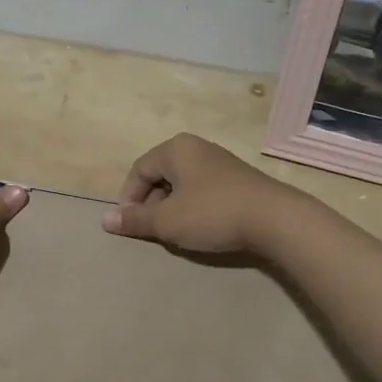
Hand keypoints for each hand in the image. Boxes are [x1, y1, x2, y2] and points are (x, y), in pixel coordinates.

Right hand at [101, 133, 301, 256]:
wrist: (275, 219)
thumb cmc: (213, 213)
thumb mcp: (168, 221)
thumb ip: (135, 220)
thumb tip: (105, 219)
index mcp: (175, 149)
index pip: (139, 170)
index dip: (129, 198)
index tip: (131, 226)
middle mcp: (196, 147)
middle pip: (160, 175)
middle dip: (152, 204)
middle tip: (153, 231)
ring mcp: (219, 162)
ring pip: (182, 184)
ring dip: (173, 208)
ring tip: (176, 233)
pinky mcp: (237, 179)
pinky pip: (202, 190)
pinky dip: (194, 208)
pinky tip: (202, 228)